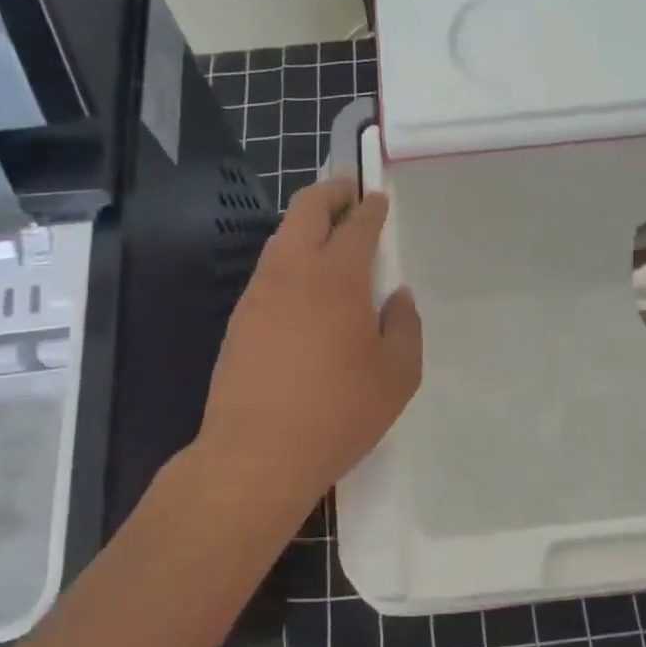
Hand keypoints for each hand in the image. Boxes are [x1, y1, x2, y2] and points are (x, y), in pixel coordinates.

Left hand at [197, 177, 421, 508]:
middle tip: (349, 192)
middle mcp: (293, 272)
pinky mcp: (240, 319)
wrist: (256, 455)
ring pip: (281, 237)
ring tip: (328, 233)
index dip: (370, 207)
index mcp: (337, 278)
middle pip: (306, 210)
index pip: (356, 224)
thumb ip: (405, 326)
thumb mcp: (398, 375)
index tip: (378, 199)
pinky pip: (269, 269)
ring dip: (305, 223)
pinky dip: (290, 256)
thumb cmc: (338, 412)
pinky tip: (304, 282)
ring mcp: (259, 293)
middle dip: (330, 192)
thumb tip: (398, 297)